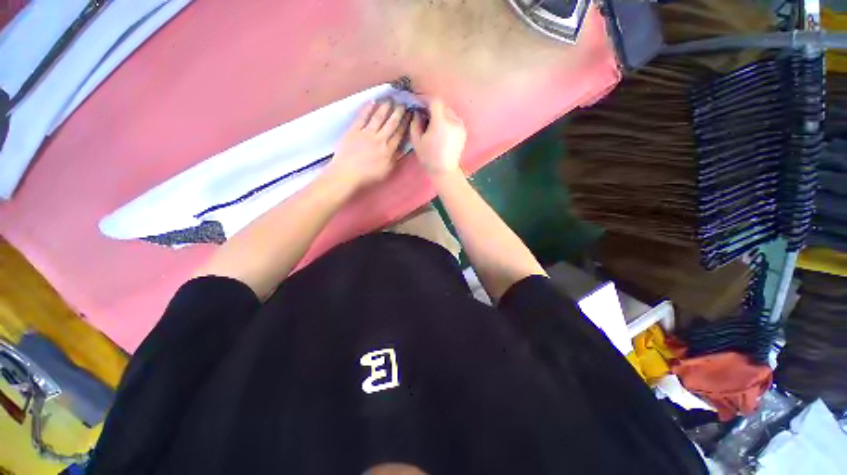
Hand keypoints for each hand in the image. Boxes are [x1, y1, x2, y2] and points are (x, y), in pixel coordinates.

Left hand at [326, 100, 412, 191]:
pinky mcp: (354, 130)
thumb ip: (395, 159)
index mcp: (388, 151)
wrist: (347, 174)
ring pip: (378, 117)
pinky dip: (367, 109)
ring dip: (385, 107)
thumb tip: (403, 148)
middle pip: (391, 123)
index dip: (406, 124)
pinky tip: (373, 101)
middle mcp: (380, 140)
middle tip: (403, 103)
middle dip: (398, 112)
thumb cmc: (367, 176)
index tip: (410, 115)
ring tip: (390, 99)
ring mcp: (366, 134)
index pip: (399, 134)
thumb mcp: (386, 171)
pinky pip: (362, 117)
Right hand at [410, 98, 466, 176]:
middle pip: (442, 106)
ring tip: (433, 125)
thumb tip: (417, 112)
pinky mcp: (463, 131)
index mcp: (441, 122)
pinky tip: (441, 131)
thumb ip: (415, 123)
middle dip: (433, 108)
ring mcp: (460, 126)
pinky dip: (447, 121)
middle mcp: (453, 121)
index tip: (419, 104)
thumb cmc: (429, 157)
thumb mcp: (417, 141)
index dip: (426, 100)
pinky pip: (454, 120)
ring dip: (440, 115)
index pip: (435, 101)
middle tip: (424, 116)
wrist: (445, 171)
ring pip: (449, 113)